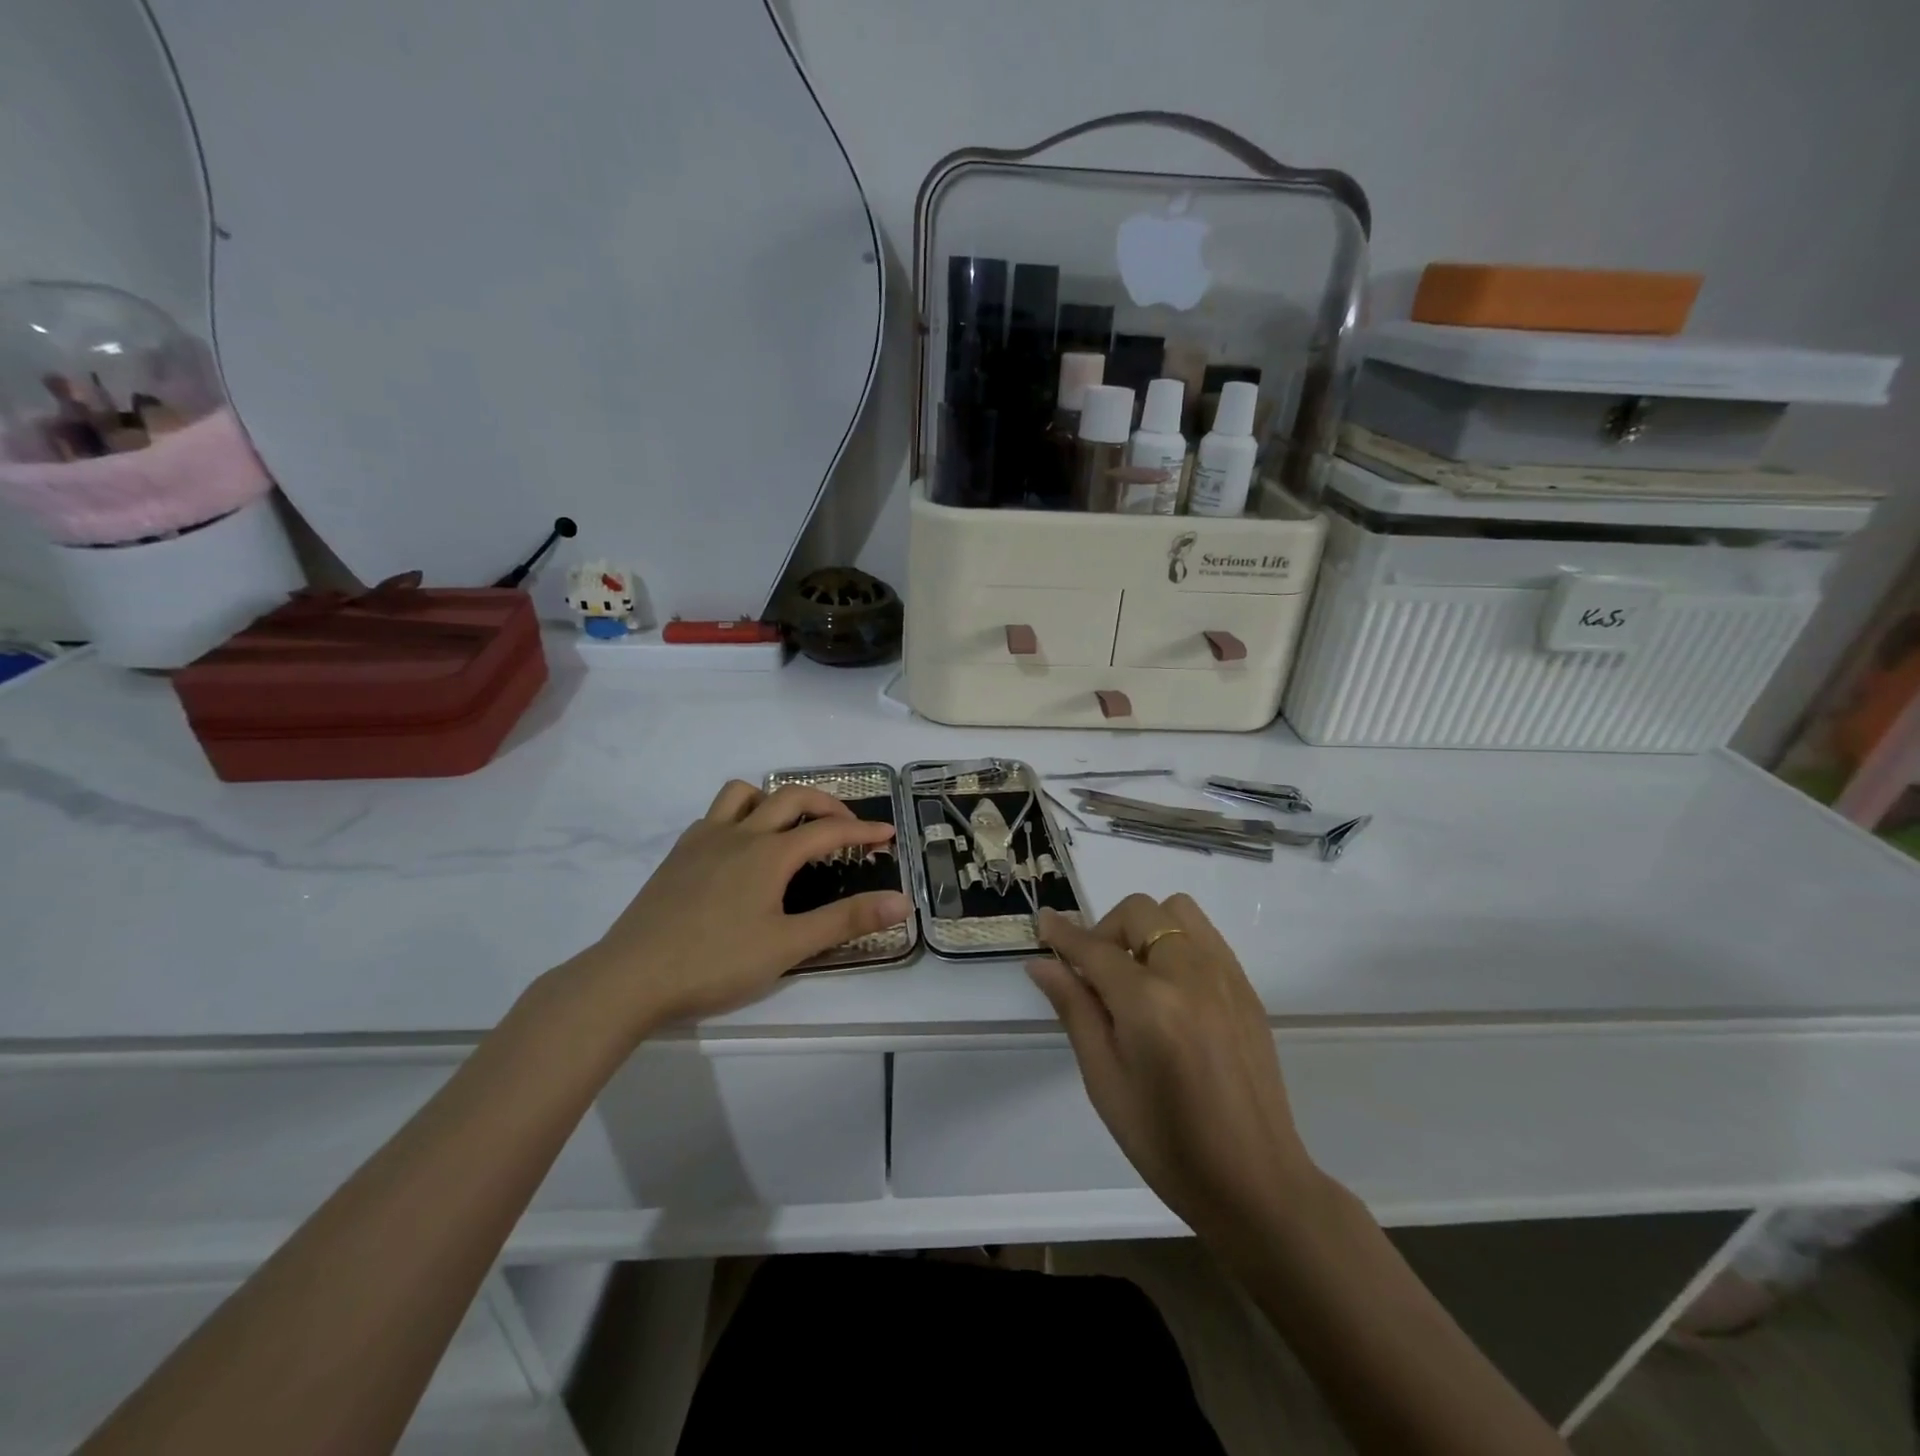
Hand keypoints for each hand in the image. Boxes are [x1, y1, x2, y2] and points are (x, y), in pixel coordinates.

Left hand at [573, 780, 910, 1031]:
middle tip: (847, 828)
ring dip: (776, 799)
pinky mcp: (678, 854)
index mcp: (769, 853)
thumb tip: (902, 902)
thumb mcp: (788, 946)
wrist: (630, 976)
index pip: (828, 830)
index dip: (863, 831)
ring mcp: (704, 839)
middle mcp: (739, 833)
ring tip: (790, 828)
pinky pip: (716, 815)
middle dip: (827, 805)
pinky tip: (740, 851)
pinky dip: (741, 817)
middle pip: (791, 797)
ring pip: (744, 794)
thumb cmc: (715, 962)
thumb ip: (847, 921)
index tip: (888, 836)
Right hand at [1027, 894, 1319, 1242]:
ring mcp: (1225, 976)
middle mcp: (1190, 974)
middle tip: (1096, 974)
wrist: (1254, 1182)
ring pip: (1177, 911)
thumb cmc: (1166, 1143)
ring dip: (1146, 927)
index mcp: (1149, 1003)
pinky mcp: (1246, 988)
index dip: (1064, 933)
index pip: (1095, 948)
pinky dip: (1177, 942)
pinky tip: (1171, 989)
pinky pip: (1205, 936)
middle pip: (1139, 912)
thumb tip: (1042, 963)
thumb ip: (1075, 1010)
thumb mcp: (1105, 1081)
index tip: (1044, 921)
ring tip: (1137, 975)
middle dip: (1107, 930)